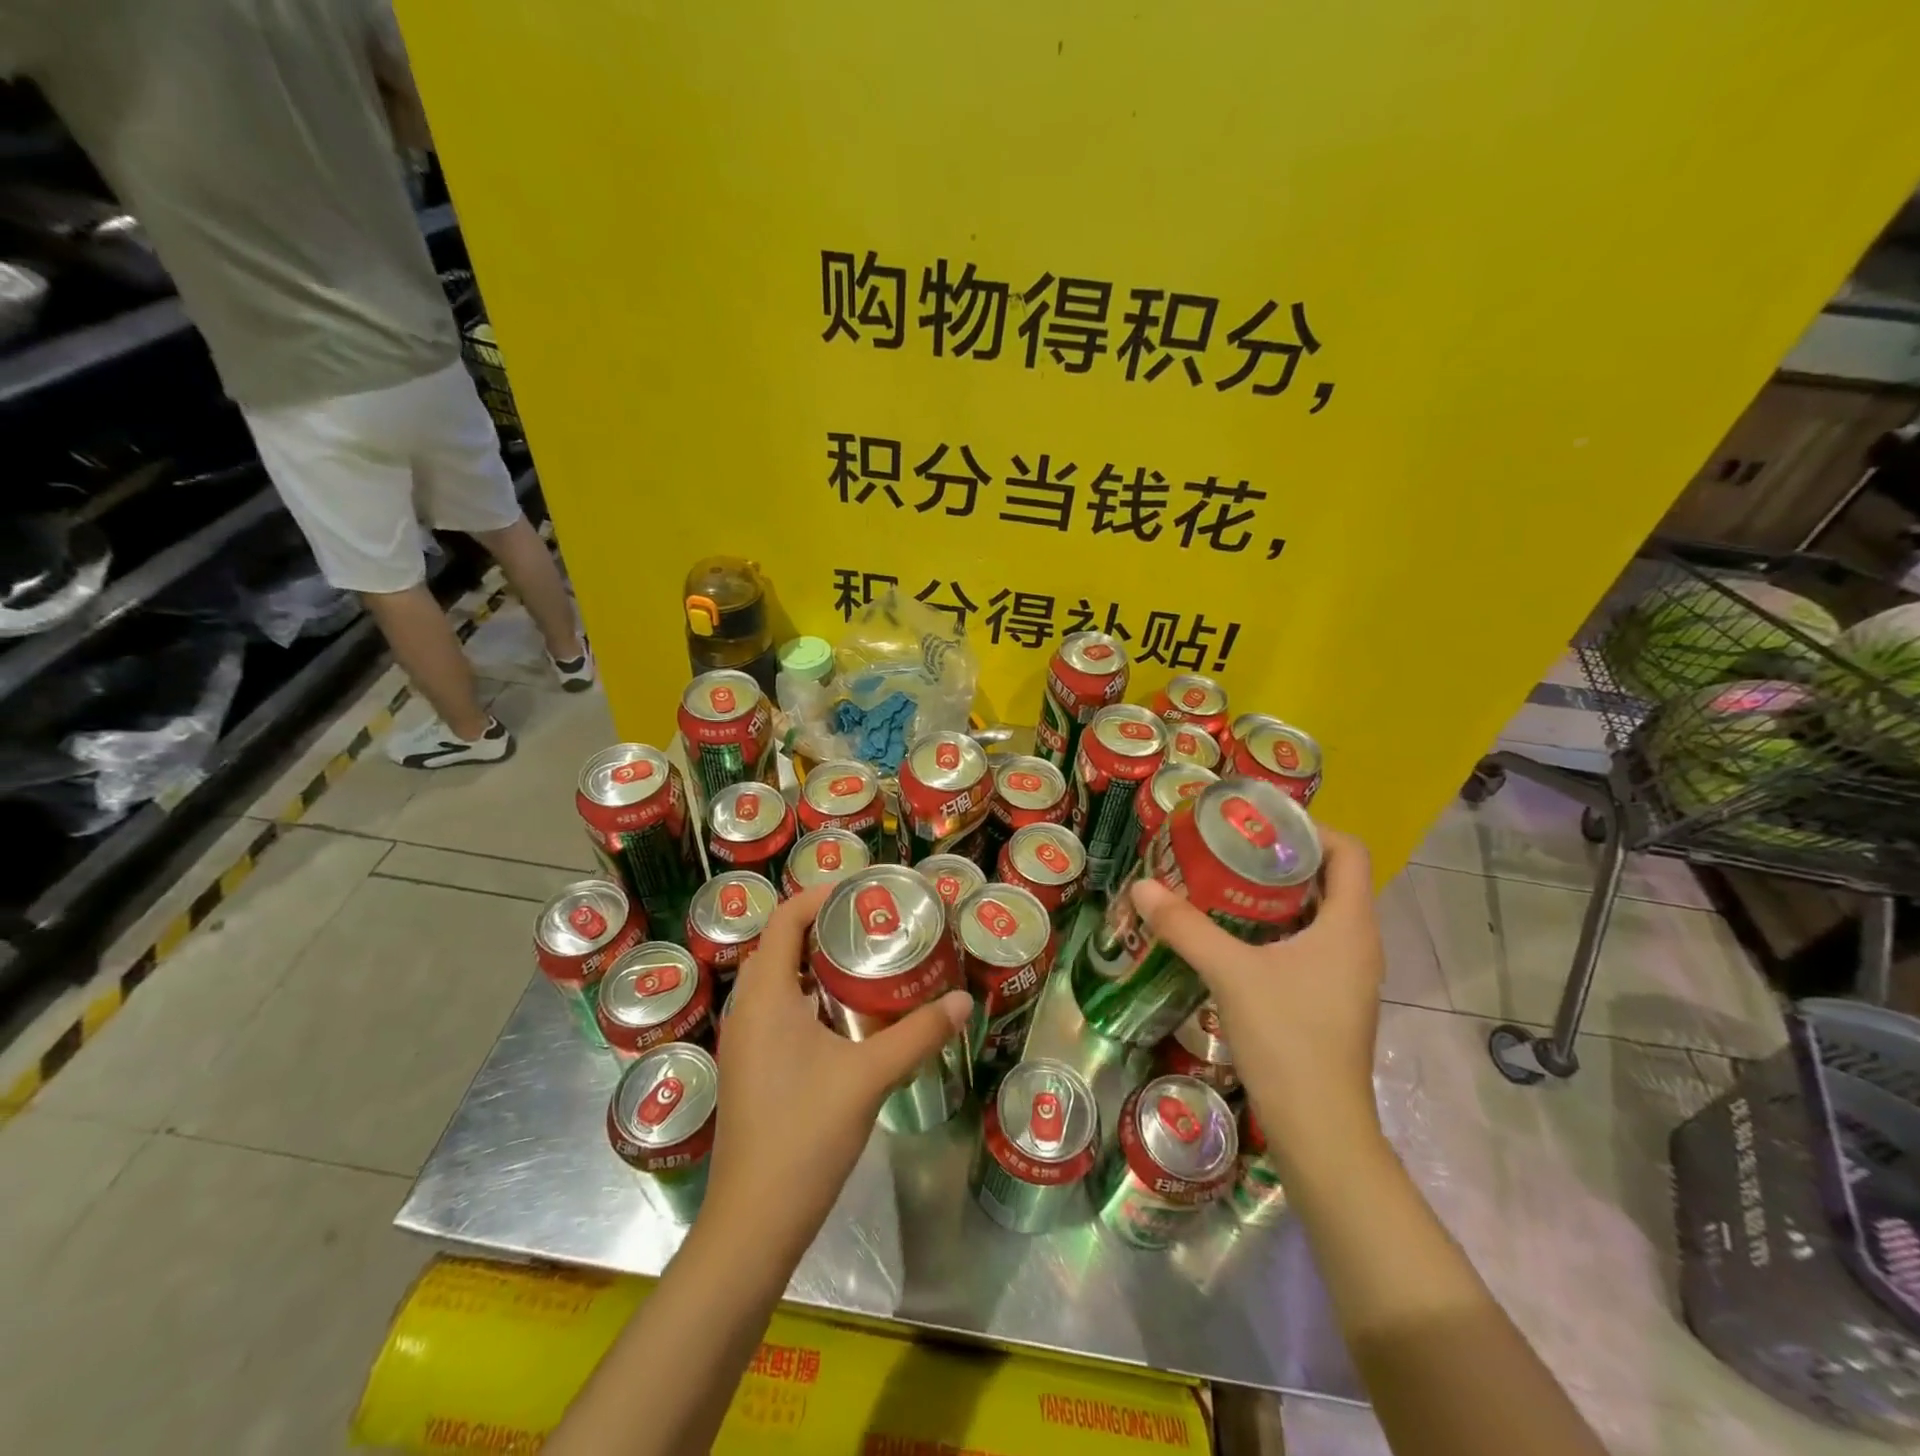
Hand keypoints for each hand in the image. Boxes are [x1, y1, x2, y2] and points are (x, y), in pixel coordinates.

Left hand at [705, 884, 971, 1261]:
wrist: (754, 1222)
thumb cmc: (805, 1134)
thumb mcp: (869, 1077)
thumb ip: (918, 1034)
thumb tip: (962, 1000)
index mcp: (765, 996)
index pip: (785, 919)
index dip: (821, 896)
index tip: (865, 893)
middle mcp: (746, 1009)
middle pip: (780, 944)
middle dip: (823, 926)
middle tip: (874, 924)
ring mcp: (743, 1041)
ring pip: (777, 979)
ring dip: (815, 962)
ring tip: (866, 961)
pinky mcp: (749, 1068)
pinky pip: (776, 1009)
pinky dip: (808, 995)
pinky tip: (846, 1016)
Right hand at [1131, 827, 1382, 1171]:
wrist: (1319, 1128)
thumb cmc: (1287, 1039)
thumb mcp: (1230, 973)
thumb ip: (1186, 926)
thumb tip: (1142, 886)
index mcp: (1350, 925)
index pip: (1348, 852)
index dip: (1309, 827)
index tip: (1259, 822)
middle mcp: (1357, 942)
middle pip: (1330, 878)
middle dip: (1281, 857)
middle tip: (1229, 846)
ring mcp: (1347, 974)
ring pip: (1318, 912)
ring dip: (1276, 893)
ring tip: (1224, 881)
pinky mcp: (1331, 998)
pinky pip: (1309, 942)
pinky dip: (1276, 926)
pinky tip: (1234, 933)